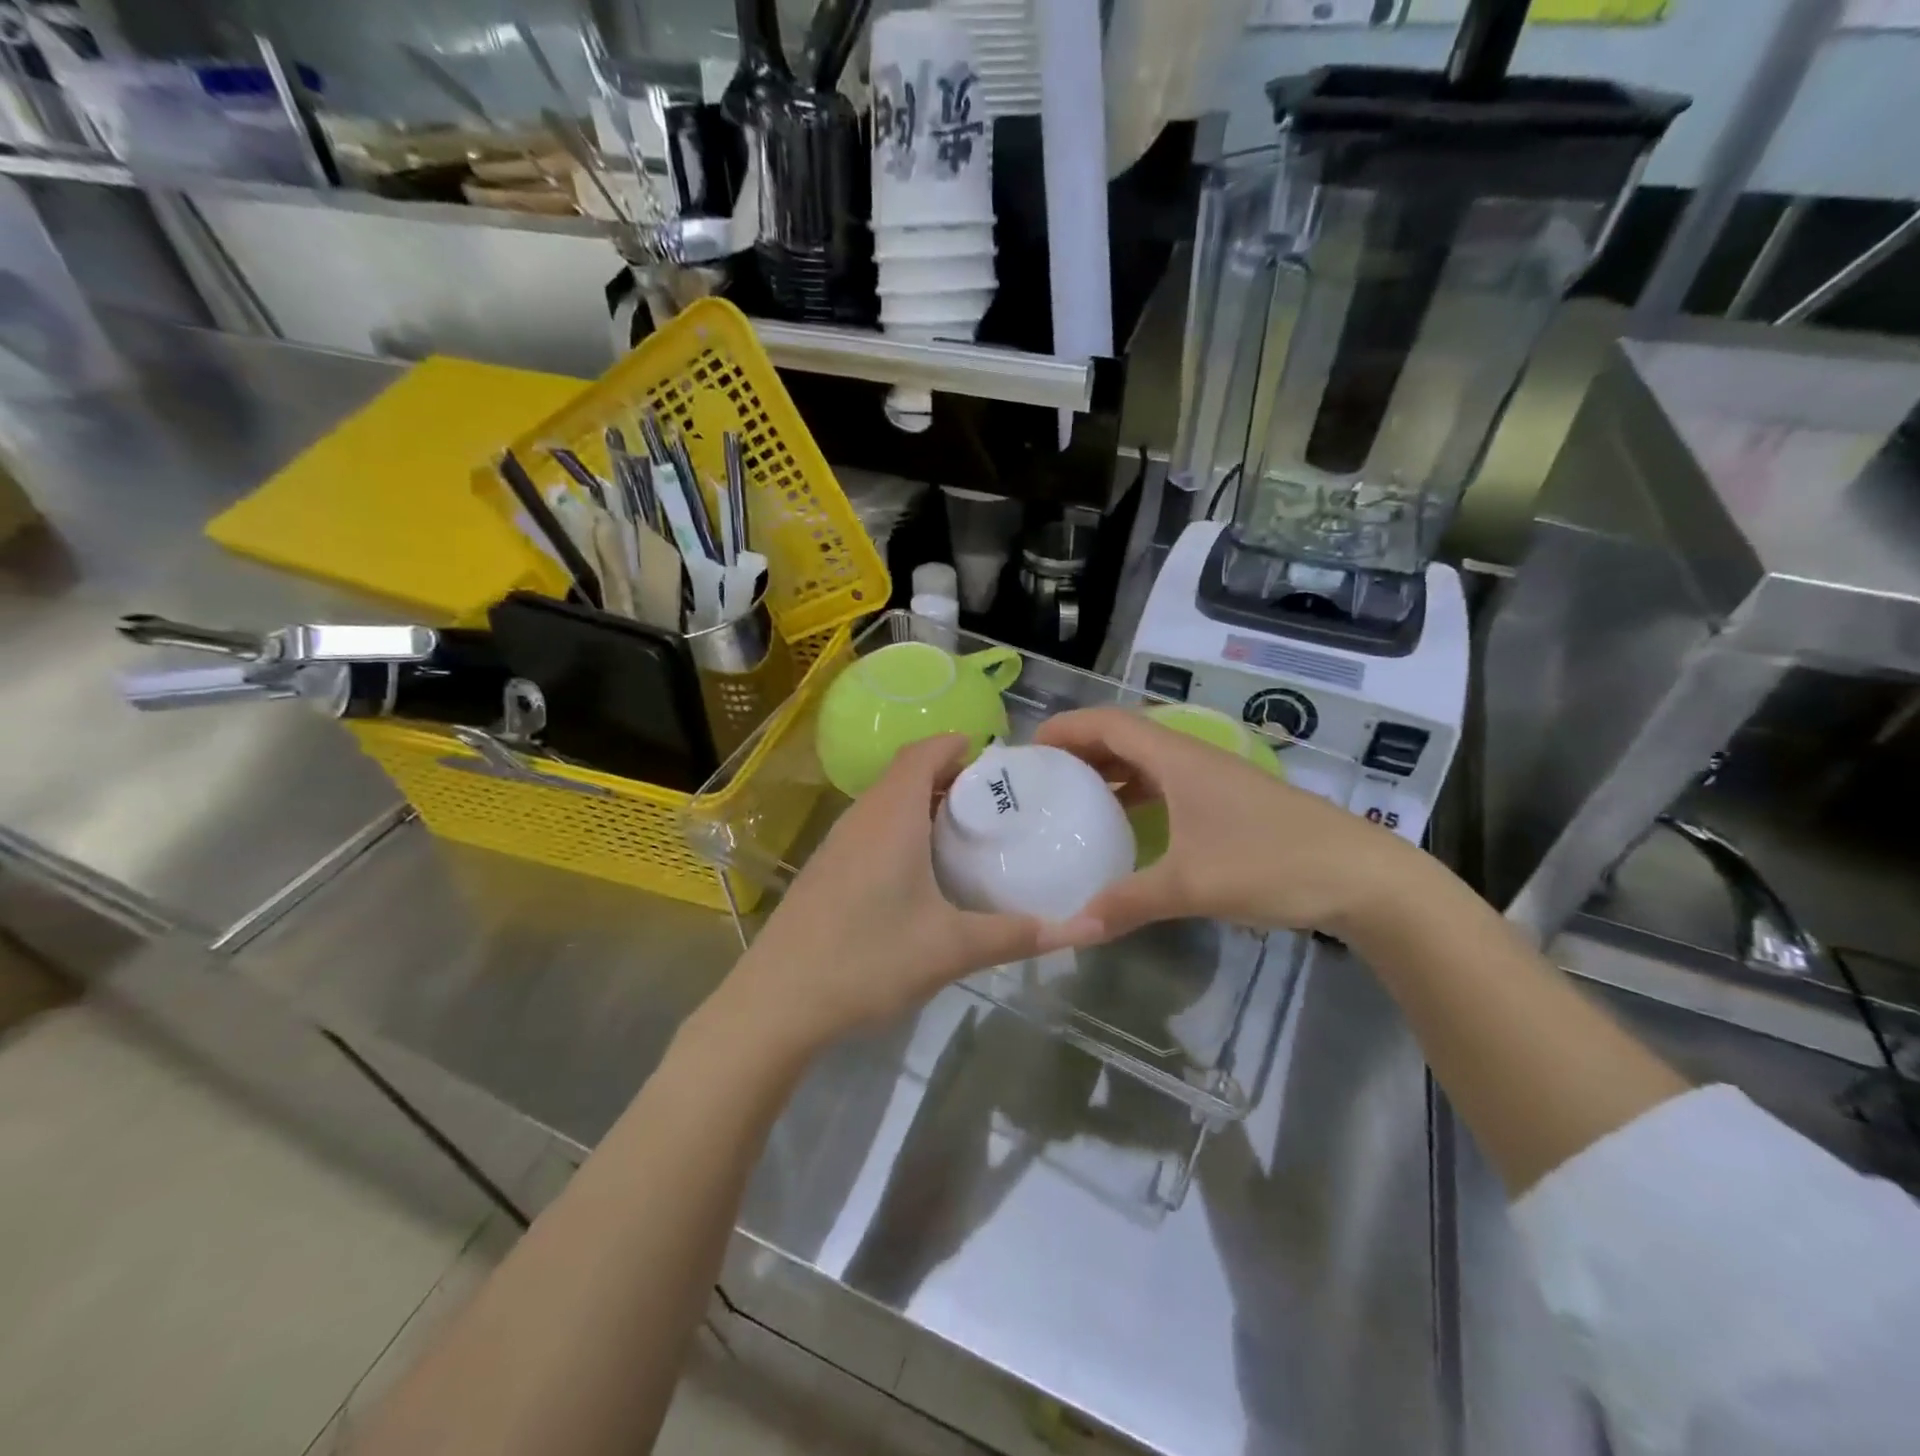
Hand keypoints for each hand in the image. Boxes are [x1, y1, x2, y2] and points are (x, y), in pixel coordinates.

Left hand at [716, 735, 1064, 1053]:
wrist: (777, 1003)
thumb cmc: (868, 960)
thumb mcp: (952, 949)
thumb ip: (1018, 935)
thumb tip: (1086, 930)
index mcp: (892, 816)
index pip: (923, 753)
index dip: (955, 745)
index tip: (993, 757)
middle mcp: (861, 818)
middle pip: (904, 774)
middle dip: (947, 775)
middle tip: (992, 799)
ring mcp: (836, 844)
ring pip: (884, 802)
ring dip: (921, 803)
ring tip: (963, 831)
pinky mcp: (825, 871)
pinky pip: (869, 829)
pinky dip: (900, 828)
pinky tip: (919, 872)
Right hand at [1034, 707, 1424, 941]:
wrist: (1362, 876)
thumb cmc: (1272, 862)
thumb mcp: (1192, 885)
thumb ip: (1129, 901)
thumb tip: (1075, 926)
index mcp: (1178, 759)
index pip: (1109, 724)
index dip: (1067, 728)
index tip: (1028, 748)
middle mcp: (1192, 758)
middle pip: (1124, 738)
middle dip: (1079, 751)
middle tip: (1040, 779)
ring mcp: (1213, 780)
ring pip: (1147, 764)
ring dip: (1108, 774)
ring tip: (1071, 801)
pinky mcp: (1228, 803)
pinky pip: (1167, 787)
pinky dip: (1136, 797)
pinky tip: (1125, 828)